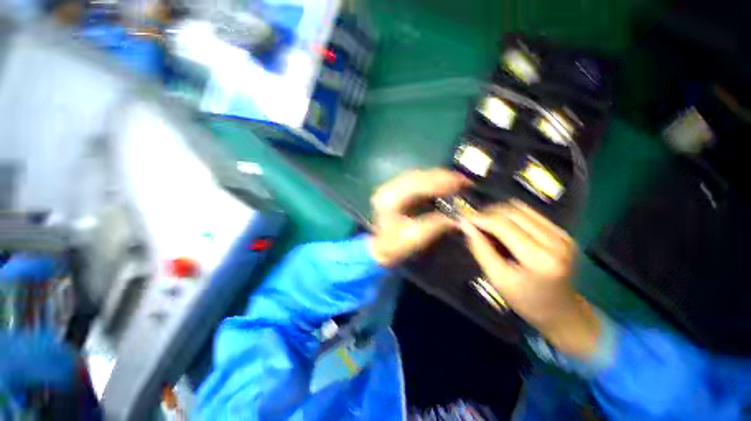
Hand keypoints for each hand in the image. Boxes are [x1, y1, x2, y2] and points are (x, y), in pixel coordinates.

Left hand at [369, 169, 470, 266]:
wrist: (378, 247)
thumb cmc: (394, 245)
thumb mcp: (415, 238)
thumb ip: (435, 225)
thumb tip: (458, 216)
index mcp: (390, 199)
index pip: (418, 184)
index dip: (441, 181)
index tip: (462, 182)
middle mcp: (388, 188)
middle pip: (418, 175)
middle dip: (442, 176)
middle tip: (463, 180)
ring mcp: (390, 186)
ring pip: (418, 175)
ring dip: (438, 177)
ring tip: (457, 180)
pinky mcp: (395, 189)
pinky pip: (416, 180)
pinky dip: (431, 180)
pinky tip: (443, 183)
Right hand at [460, 199, 599, 358]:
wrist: (561, 311)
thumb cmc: (526, 300)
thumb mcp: (497, 279)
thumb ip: (480, 249)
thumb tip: (466, 225)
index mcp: (539, 259)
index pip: (503, 225)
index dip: (480, 218)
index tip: (464, 219)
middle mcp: (556, 241)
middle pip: (513, 212)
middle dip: (488, 214)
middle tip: (474, 223)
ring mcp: (563, 235)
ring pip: (522, 209)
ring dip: (500, 213)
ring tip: (488, 226)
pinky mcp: (563, 232)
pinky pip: (531, 214)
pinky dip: (512, 217)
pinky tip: (505, 229)